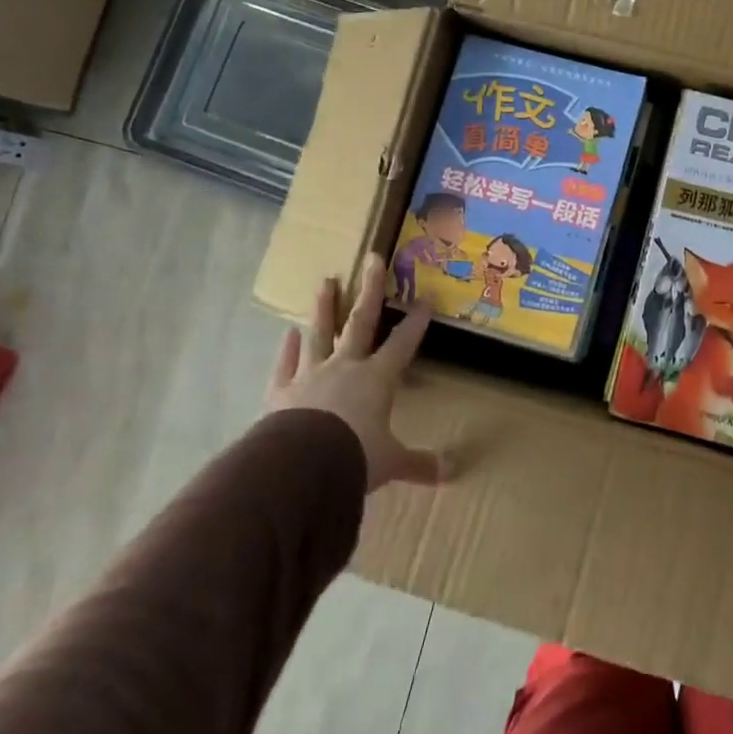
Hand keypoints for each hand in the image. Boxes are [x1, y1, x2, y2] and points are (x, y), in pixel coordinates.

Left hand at [267, 252, 444, 492]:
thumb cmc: (355, 456)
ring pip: (320, 333)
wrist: (300, 466)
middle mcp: (345, 367)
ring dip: (324, 307)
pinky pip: (286, 364)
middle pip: (361, 322)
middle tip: (372, 258)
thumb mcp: (391, 462)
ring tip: (325, 281)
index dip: (416, 323)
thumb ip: (419, 465)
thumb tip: (451, 475)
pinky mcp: (282, 390)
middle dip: (369, 290)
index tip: (425, 299)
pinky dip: (287, 349)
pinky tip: (288, 334)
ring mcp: (310, 375)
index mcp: (377, 378)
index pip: (402, 344)